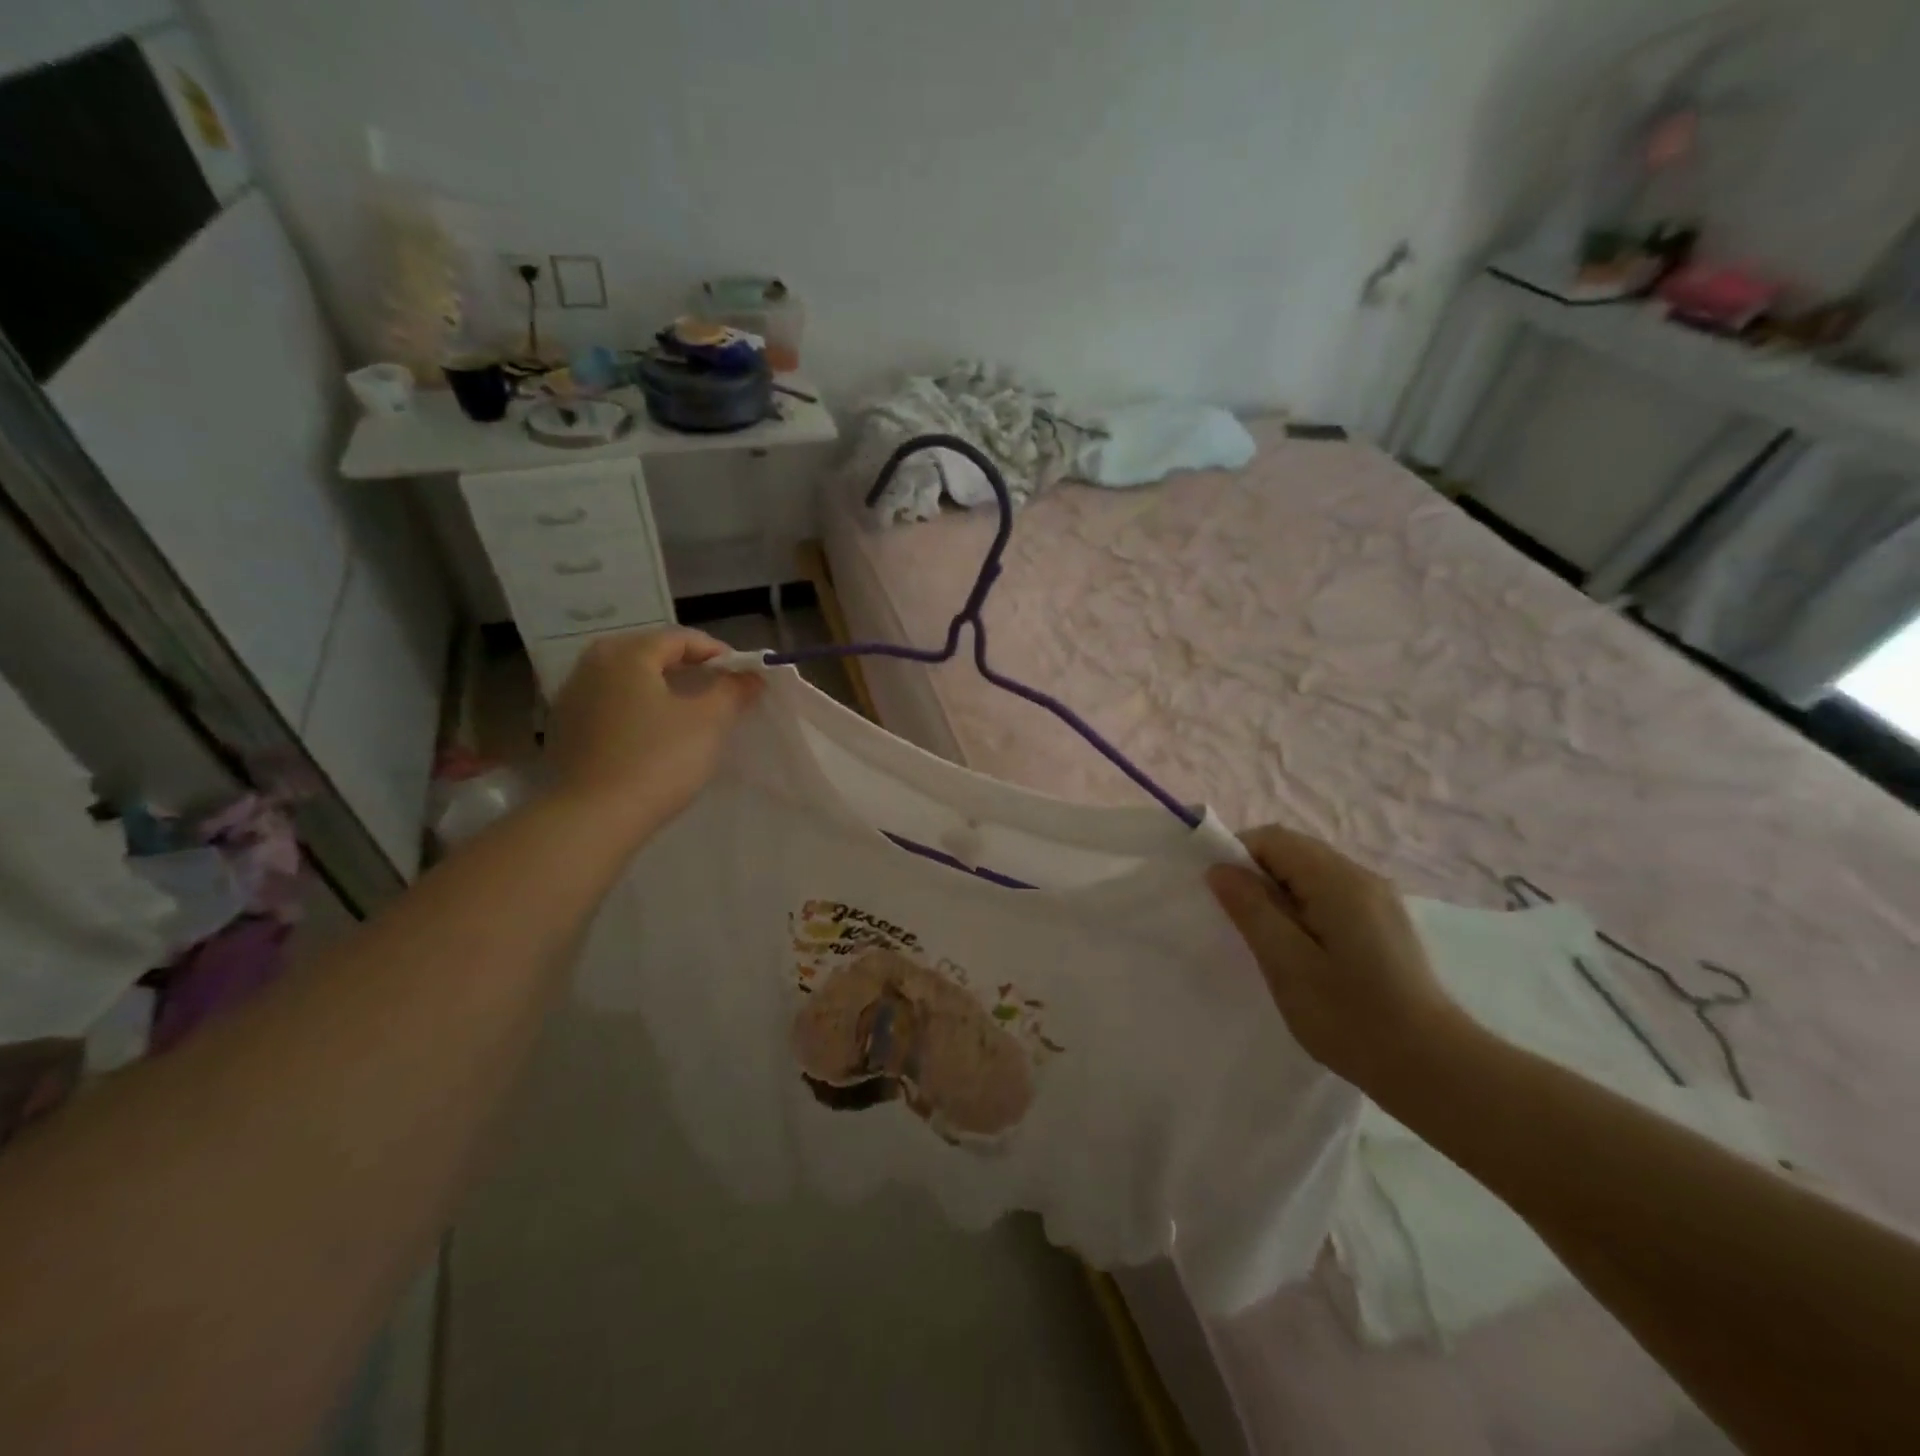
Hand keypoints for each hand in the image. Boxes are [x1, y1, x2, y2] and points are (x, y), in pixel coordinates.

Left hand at [547, 629, 761, 839]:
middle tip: (716, 690)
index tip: (741, 676)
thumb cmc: (657, 760)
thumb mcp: (709, 722)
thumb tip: (749, 676)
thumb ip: (732, 691)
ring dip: (659, 688)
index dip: (717, 652)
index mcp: (626, 654)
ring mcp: (572, 698)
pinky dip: (635, 709)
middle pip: (649, 654)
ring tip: (687, 712)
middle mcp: (592, 665)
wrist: (593, 817)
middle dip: (686, 667)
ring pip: (627, 680)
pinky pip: (609, 706)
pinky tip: (652, 735)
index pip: (680, 638)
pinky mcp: (565, 731)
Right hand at [1206, 825, 1464, 1089]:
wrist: (1434, 1068)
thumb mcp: (1287, 964)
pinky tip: (1304, 950)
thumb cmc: (1351, 1017)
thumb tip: (1220, 869)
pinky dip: (1304, 907)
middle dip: (1257, 874)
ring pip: (1311, 872)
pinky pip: (1331, 893)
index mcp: (1337, 880)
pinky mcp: (1385, 921)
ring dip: (1280, 893)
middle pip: (1293, 850)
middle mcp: (1361, 876)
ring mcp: (1379, 898)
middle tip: (1241, 923)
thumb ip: (1251, 909)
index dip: (1237, 856)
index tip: (1220, 897)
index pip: (1272, 838)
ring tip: (1271, 941)